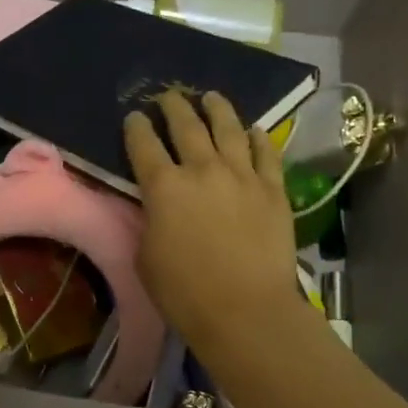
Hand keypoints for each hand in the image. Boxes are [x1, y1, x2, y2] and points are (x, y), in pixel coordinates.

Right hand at [125, 90, 302, 355]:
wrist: (246, 310)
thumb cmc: (184, 292)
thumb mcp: (146, 257)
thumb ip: (149, 222)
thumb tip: (156, 207)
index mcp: (163, 188)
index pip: (143, 145)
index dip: (136, 128)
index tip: (133, 117)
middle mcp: (202, 170)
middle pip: (186, 126)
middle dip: (174, 107)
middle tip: (168, 96)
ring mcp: (242, 176)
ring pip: (229, 129)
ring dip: (217, 109)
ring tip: (211, 97)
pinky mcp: (274, 190)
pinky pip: (266, 153)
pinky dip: (258, 138)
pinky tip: (254, 130)